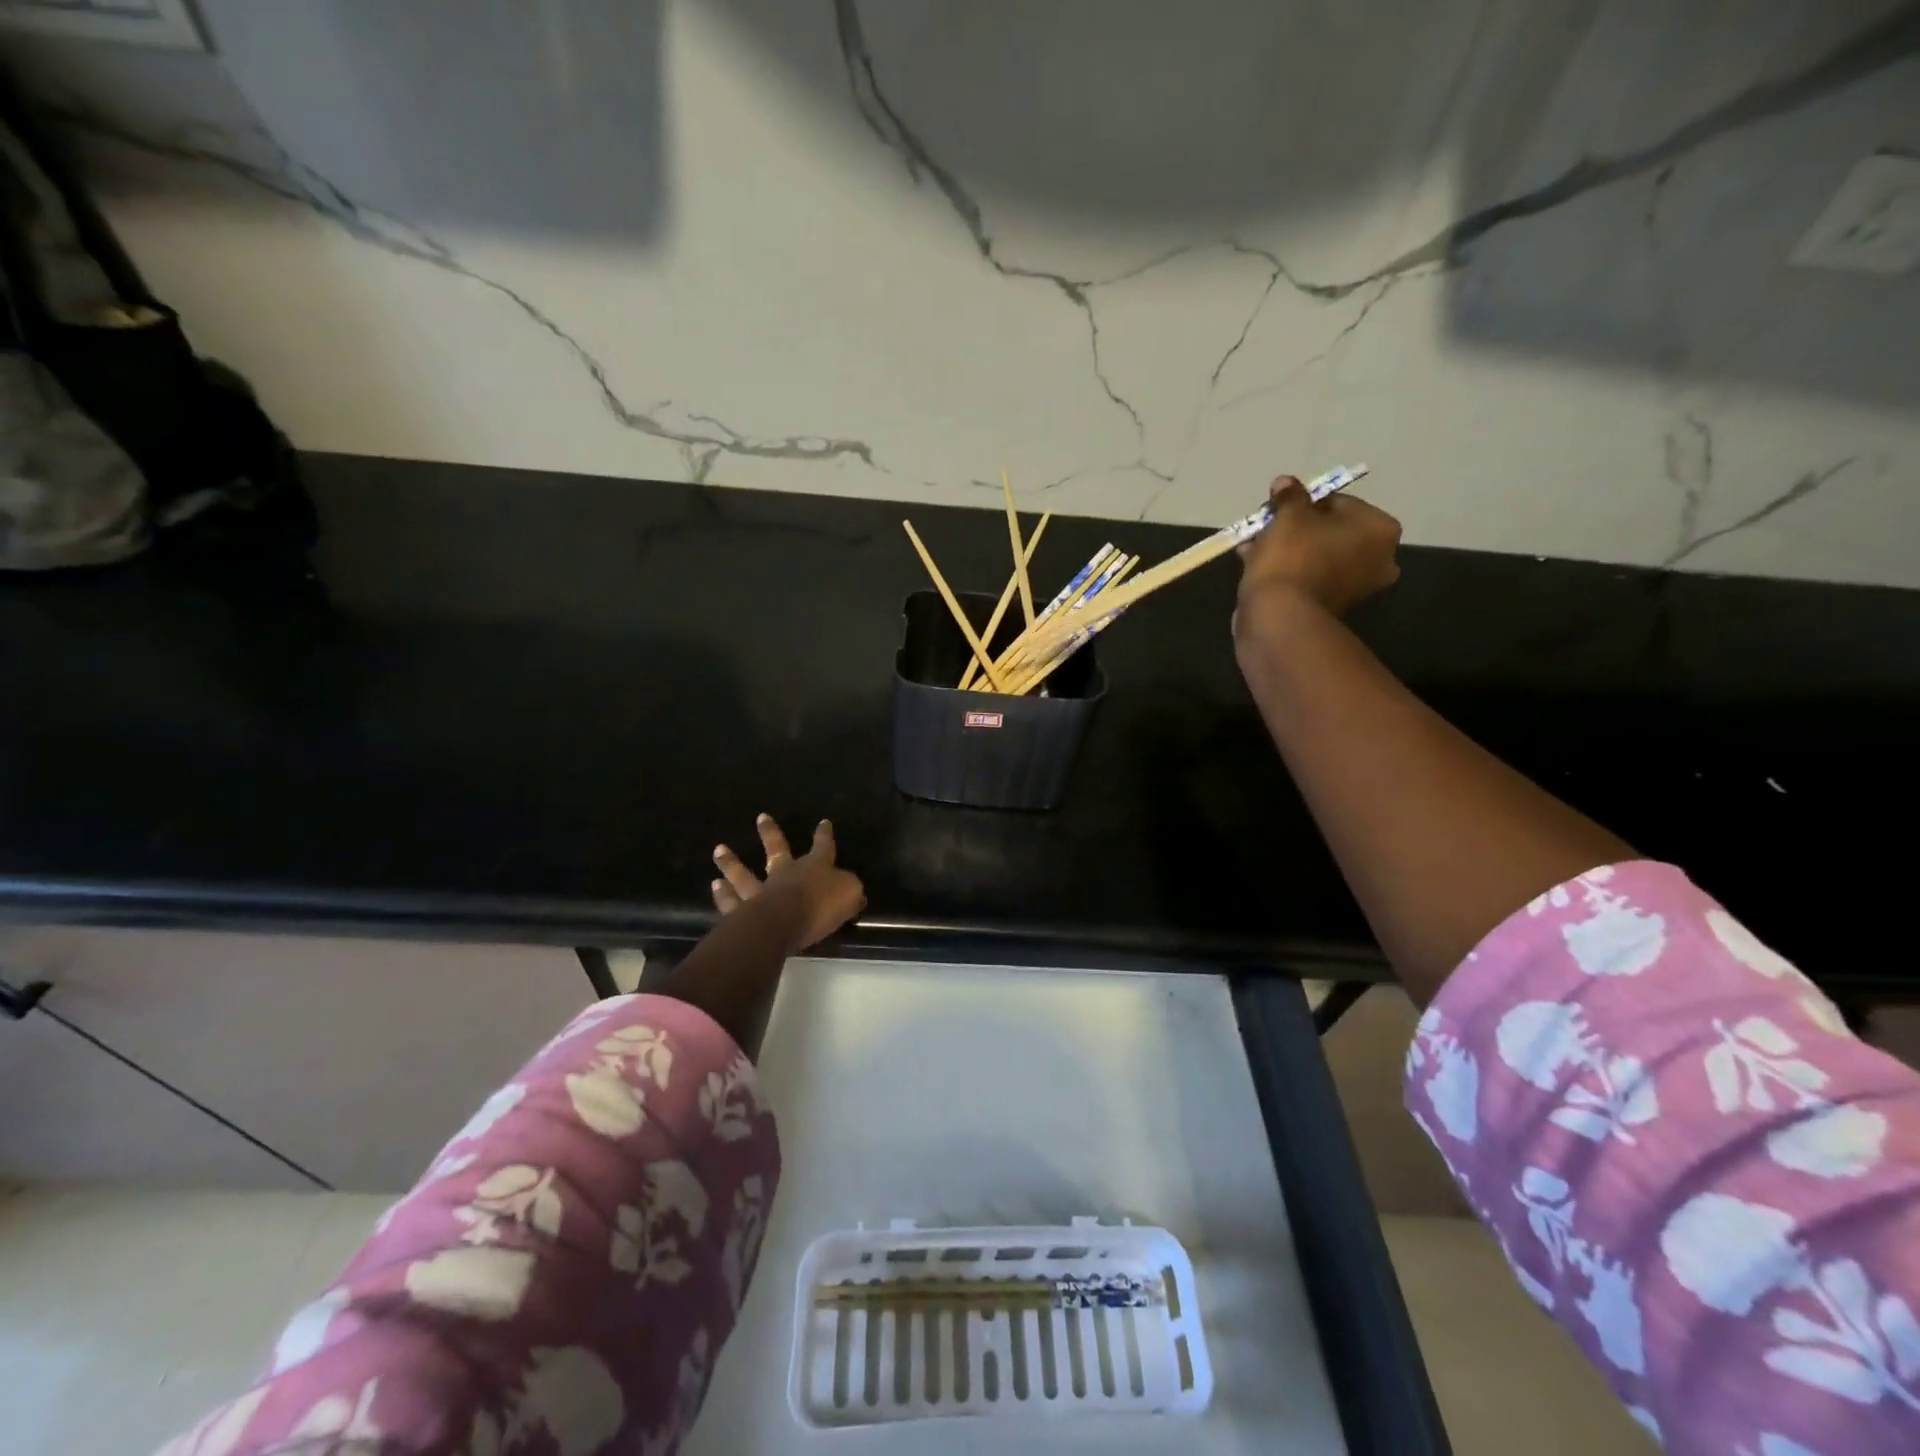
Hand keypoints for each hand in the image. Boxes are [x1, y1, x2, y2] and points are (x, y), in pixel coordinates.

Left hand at [712, 814, 865, 953]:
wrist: (783, 923)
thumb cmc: (819, 906)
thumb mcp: (848, 895)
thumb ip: (850, 891)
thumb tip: (854, 891)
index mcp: (813, 867)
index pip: (822, 847)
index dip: (824, 835)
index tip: (823, 822)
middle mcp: (784, 874)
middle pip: (776, 850)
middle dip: (769, 833)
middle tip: (760, 817)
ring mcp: (760, 892)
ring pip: (744, 874)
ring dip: (732, 863)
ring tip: (719, 851)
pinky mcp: (742, 913)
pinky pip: (731, 902)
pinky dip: (723, 896)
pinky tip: (715, 887)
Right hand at [1236, 474, 1402, 620]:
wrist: (1279, 617)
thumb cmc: (1292, 556)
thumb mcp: (1289, 515)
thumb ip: (1290, 496)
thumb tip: (1285, 482)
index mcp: (1380, 530)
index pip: (1340, 503)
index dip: (1305, 502)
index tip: (1278, 508)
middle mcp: (1379, 559)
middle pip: (1330, 532)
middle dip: (1296, 528)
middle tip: (1266, 527)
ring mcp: (1356, 589)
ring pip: (1317, 557)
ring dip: (1287, 549)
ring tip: (1253, 547)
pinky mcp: (1330, 609)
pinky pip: (1309, 579)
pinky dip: (1288, 571)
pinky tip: (1257, 566)